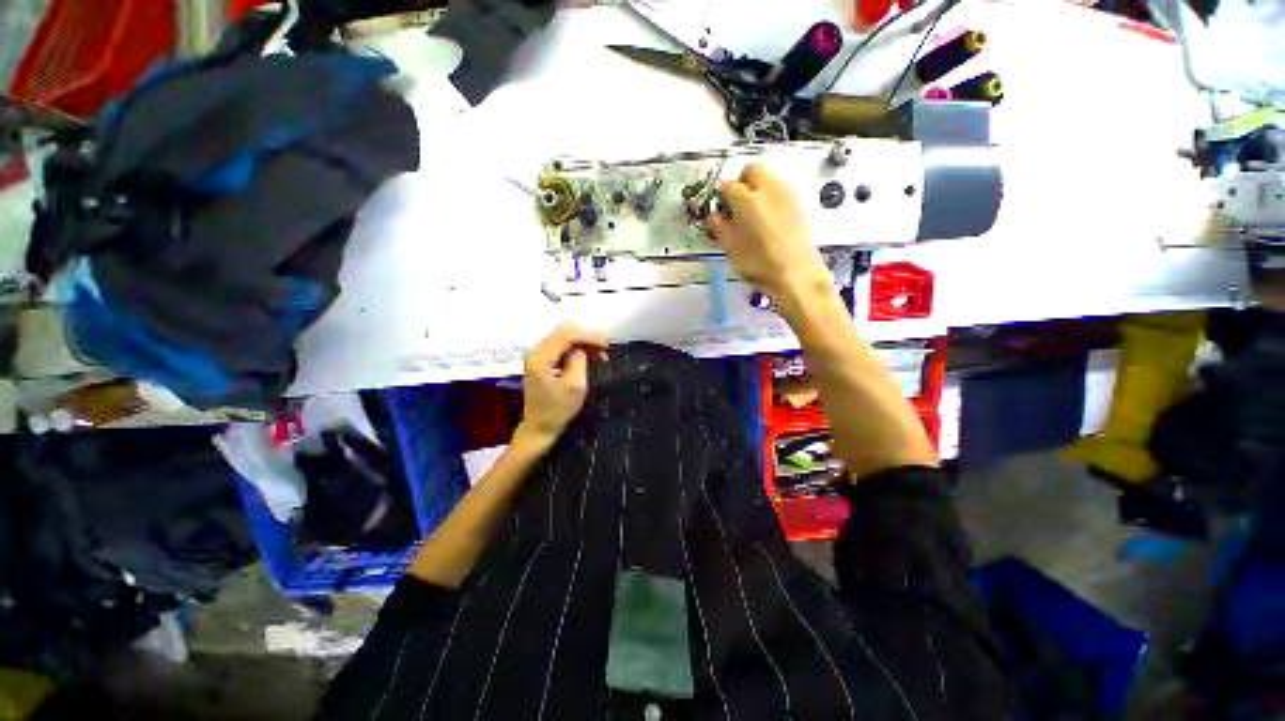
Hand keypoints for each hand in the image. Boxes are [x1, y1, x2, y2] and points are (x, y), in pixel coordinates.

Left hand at [516, 323, 608, 449]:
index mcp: (541, 358)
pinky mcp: (541, 361)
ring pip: (563, 337)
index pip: (567, 335)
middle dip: (586, 337)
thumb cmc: (558, 410)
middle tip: (603, 350)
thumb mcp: (575, 386)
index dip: (589, 337)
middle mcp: (536, 352)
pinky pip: (560, 346)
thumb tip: (582, 348)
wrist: (540, 428)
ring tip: (599, 356)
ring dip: (582, 342)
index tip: (606, 347)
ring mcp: (537, 356)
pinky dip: (575, 348)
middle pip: (563, 331)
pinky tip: (587, 357)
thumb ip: (579, 360)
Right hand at [704, 163, 830, 300]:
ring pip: (769, 178)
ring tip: (753, 214)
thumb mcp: (731, 249)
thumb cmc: (759, 264)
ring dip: (758, 189)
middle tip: (736, 205)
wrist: (796, 275)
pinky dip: (771, 198)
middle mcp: (768, 189)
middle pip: (752, 170)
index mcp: (747, 200)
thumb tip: (710, 217)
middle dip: (742, 182)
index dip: (720, 196)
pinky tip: (769, 220)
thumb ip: (719, 228)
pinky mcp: (800, 204)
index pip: (727, 185)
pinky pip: (781, 190)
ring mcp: (787, 194)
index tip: (719, 209)